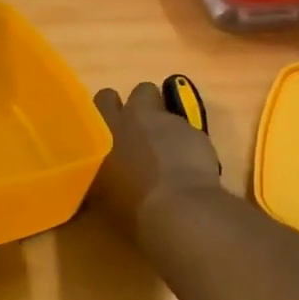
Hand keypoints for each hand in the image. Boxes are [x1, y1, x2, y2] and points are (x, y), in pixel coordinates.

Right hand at [90, 82, 223, 236]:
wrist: (179, 208)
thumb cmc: (131, 204)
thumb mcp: (101, 191)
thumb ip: (100, 171)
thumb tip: (101, 173)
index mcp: (108, 126)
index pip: (104, 97)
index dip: (110, 109)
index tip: (111, 126)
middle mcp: (139, 116)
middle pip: (142, 91)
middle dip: (143, 106)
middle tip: (142, 132)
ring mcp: (171, 122)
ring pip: (168, 111)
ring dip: (166, 127)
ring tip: (167, 154)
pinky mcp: (198, 133)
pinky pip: (189, 131)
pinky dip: (187, 145)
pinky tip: (187, 168)